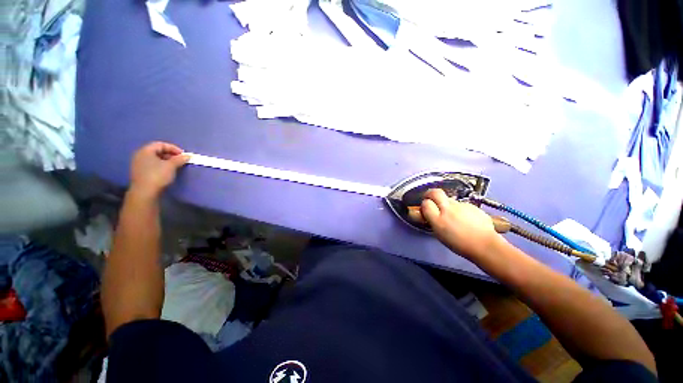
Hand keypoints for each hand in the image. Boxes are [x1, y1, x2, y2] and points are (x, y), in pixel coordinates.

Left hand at [130, 142, 188, 197]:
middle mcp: (140, 155)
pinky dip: (161, 166)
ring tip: (175, 166)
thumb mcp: (171, 166)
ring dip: (166, 160)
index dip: (173, 148)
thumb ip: (179, 159)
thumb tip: (187, 156)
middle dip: (170, 154)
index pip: (160, 144)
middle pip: (157, 151)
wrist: (145, 192)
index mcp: (145, 151)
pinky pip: (152, 165)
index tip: (183, 154)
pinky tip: (167, 171)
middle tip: (180, 160)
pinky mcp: (140, 173)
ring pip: (155, 159)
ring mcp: (138, 164)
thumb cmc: (157, 176)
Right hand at [416, 189, 500, 259]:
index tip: (425, 207)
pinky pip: (461, 204)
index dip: (424, 204)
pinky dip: (459, 209)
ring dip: (446, 203)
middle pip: (436, 193)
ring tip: (451, 215)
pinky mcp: (472, 206)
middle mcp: (449, 209)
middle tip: (430, 198)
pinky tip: (464, 218)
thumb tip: (430, 214)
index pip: (426, 203)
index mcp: (438, 219)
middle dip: (430, 193)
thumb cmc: (461, 244)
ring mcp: (461, 205)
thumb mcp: (440, 234)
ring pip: (449, 199)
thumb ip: (433, 221)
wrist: (485, 245)